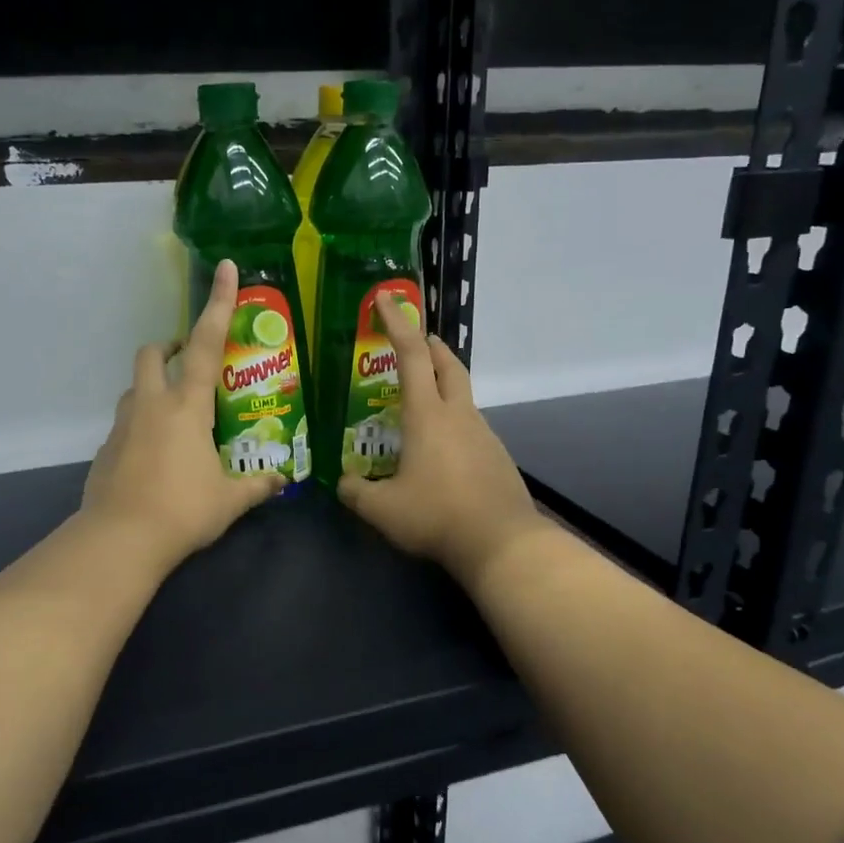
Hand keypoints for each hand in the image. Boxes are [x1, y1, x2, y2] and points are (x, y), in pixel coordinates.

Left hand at [81, 259, 283, 571]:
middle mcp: (151, 404)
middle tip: (190, 361)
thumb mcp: (229, 500)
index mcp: (187, 406)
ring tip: (176, 414)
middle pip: (154, 353)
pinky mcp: (105, 449)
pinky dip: (141, 423)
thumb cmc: (182, 511)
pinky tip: (155, 455)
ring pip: (135, 386)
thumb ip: (257, 486)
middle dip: (171, 347)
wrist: (120, 539)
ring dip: (153, 385)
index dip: (218, 305)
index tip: (225, 269)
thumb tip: (281, 481)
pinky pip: (125, 422)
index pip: (208, 345)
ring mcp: (123, 425)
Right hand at [337, 296, 548, 588]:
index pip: (412, 355)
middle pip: (449, 365)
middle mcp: (459, 415)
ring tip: (419, 406)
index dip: (397, 324)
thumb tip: (342, 483)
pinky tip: (441, 452)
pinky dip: (453, 422)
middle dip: (430, 346)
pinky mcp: (496, 456)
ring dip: (443, 386)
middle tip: (415, 342)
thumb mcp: (382, 509)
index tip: (385, 299)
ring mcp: (483, 434)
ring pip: (462, 396)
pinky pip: (471, 427)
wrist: (501, 542)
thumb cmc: (436, 516)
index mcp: (427, 415)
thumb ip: (356, 492)